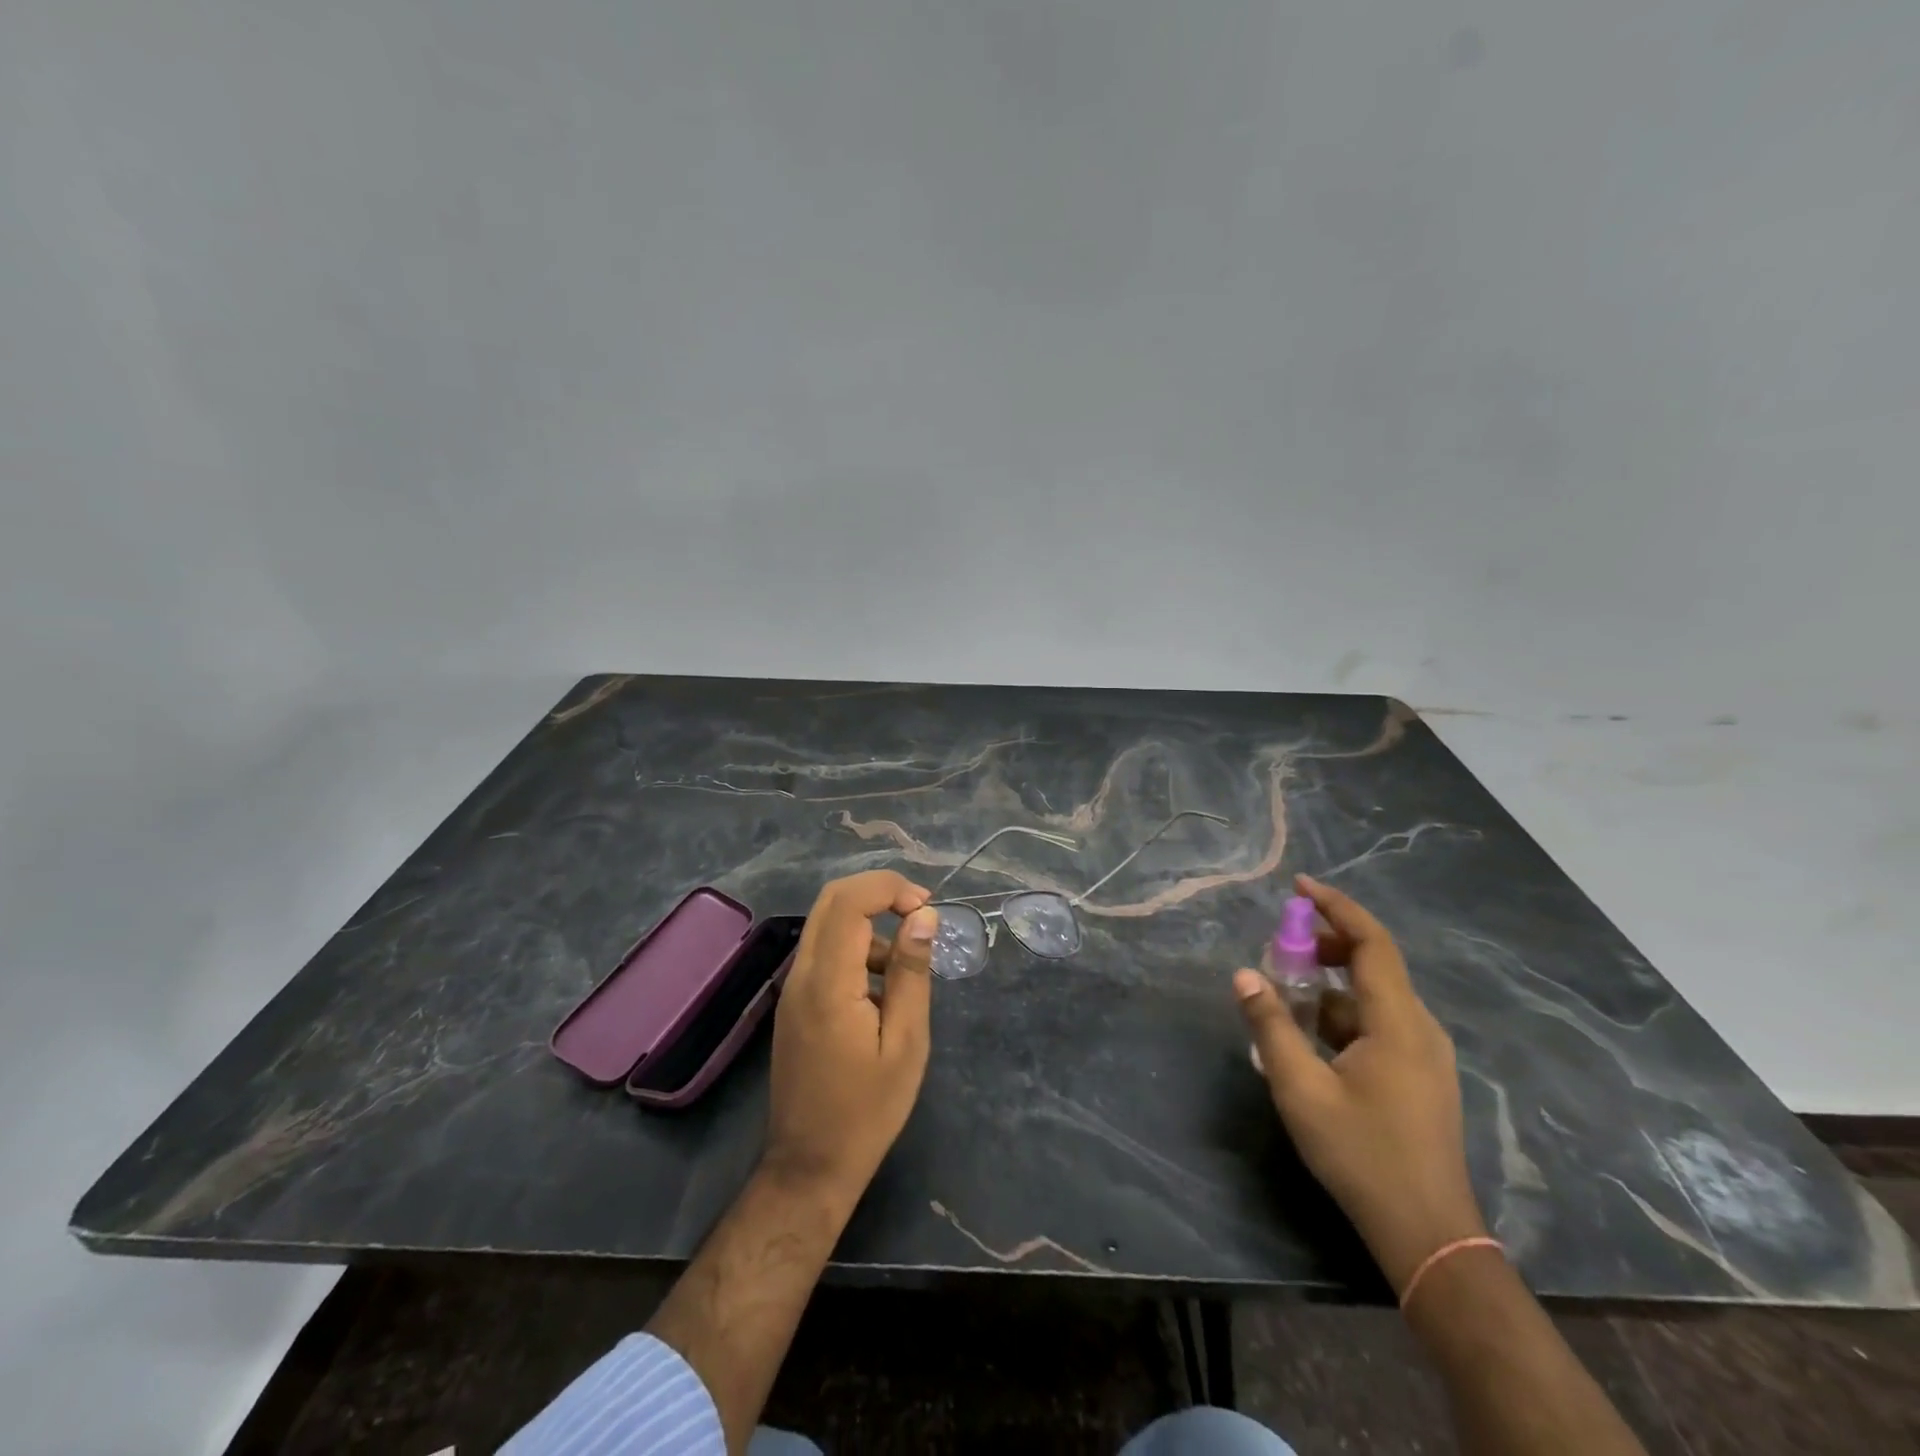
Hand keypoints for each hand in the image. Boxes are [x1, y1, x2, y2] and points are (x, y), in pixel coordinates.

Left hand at [762, 870, 939, 1206]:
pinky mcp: (794, 1003)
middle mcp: (801, 975)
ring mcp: (792, 989)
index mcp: (828, 984)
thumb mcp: (906, 1042)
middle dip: (878, 892)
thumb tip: (923, 916)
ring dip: (869, 923)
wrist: (810, 1167)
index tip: (927, 907)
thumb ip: (911, 973)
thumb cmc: (868, 1111)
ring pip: (826, 924)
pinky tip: (883, 989)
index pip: (849, 902)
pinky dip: (856, 948)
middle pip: (831, 900)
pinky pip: (824, 952)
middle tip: (920, 913)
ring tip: (908, 964)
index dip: (889, 888)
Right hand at [1235, 874, 1487, 1293]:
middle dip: (1326, 944)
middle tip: (1280, 948)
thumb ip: (1271, 1025)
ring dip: (1330, 984)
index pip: (1372, 942)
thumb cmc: (1362, 1154)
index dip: (1336, 906)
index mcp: (1398, 1022)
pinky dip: (1342, 1014)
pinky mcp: (1421, 1075)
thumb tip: (1243, 975)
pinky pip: (1379, 1023)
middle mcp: (1420, 1028)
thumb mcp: (1301, 1088)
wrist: (1427, 1233)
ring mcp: (1425, 1054)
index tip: (1299, 886)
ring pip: (1374, 996)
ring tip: (1284, 997)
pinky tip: (1310, 1038)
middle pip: (1375, 963)